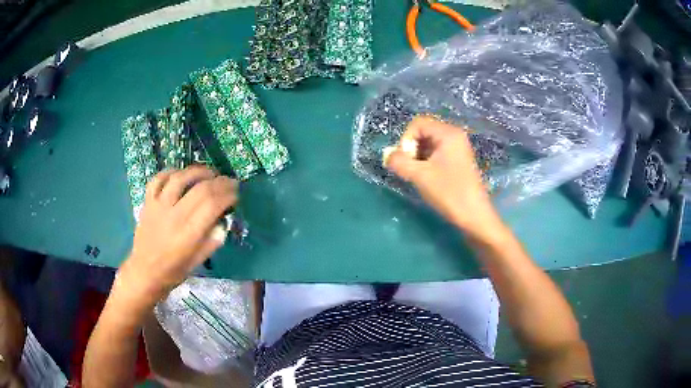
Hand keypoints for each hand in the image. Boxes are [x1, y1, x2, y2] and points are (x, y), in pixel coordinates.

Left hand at [117, 166, 237, 303]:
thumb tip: (223, 223)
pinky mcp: (148, 202)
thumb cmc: (173, 271)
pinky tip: (180, 174)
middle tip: (229, 182)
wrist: (144, 272)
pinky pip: (158, 179)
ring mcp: (158, 206)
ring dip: (198, 171)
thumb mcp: (197, 262)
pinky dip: (170, 172)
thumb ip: (212, 242)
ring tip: (209, 173)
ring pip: (179, 178)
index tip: (236, 194)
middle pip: (200, 189)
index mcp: (188, 234)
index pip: (212, 205)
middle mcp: (174, 216)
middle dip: (220, 182)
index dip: (227, 195)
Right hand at [386, 116, 502, 239]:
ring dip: (418, 157)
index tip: (405, 161)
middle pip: (423, 132)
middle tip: (410, 169)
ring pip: (429, 144)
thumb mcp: (419, 176)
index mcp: (448, 133)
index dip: (406, 140)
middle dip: (411, 149)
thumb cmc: (449, 193)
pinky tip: (427, 178)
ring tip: (418, 175)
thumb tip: (387, 154)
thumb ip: (399, 162)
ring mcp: (458, 148)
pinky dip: (427, 162)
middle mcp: (454, 136)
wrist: (474, 216)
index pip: (418, 124)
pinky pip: (437, 153)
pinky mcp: (458, 161)